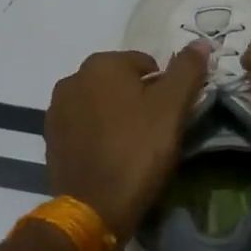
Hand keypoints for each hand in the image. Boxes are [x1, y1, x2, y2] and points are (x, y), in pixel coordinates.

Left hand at [44, 45, 209, 244]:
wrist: (94, 208)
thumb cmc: (138, 150)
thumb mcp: (172, 108)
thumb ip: (187, 70)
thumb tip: (200, 42)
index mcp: (101, 63)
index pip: (145, 64)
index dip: (163, 89)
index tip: (170, 117)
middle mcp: (72, 78)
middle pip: (120, 83)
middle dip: (137, 101)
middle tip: (154, 133)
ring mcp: (57, 110)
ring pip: (100, 104)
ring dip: (116, 117)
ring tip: (132, 148)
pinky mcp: (51, 139)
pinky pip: (83, 127)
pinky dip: (97, 135)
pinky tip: (110, 157)